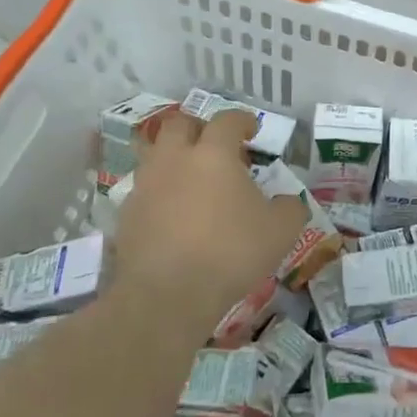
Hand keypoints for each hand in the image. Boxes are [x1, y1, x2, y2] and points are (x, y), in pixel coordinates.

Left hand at [113, 111, 306, 330]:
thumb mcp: (281, 231)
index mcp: (213, 153)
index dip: (242, 120)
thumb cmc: (230, 252)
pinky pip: (144, 188)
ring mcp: (146, 185)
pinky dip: (160, 191)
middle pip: (179, 123)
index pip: (227, 120)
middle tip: (215, 146)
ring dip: (173, 156)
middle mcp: (175, 159)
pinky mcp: (127, 214)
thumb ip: (290, 208)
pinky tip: (173, 213)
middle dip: (198, 128)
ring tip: (191, 178)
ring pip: (155, 153)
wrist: (167, 296)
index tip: (251, 130)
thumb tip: (288, 202)